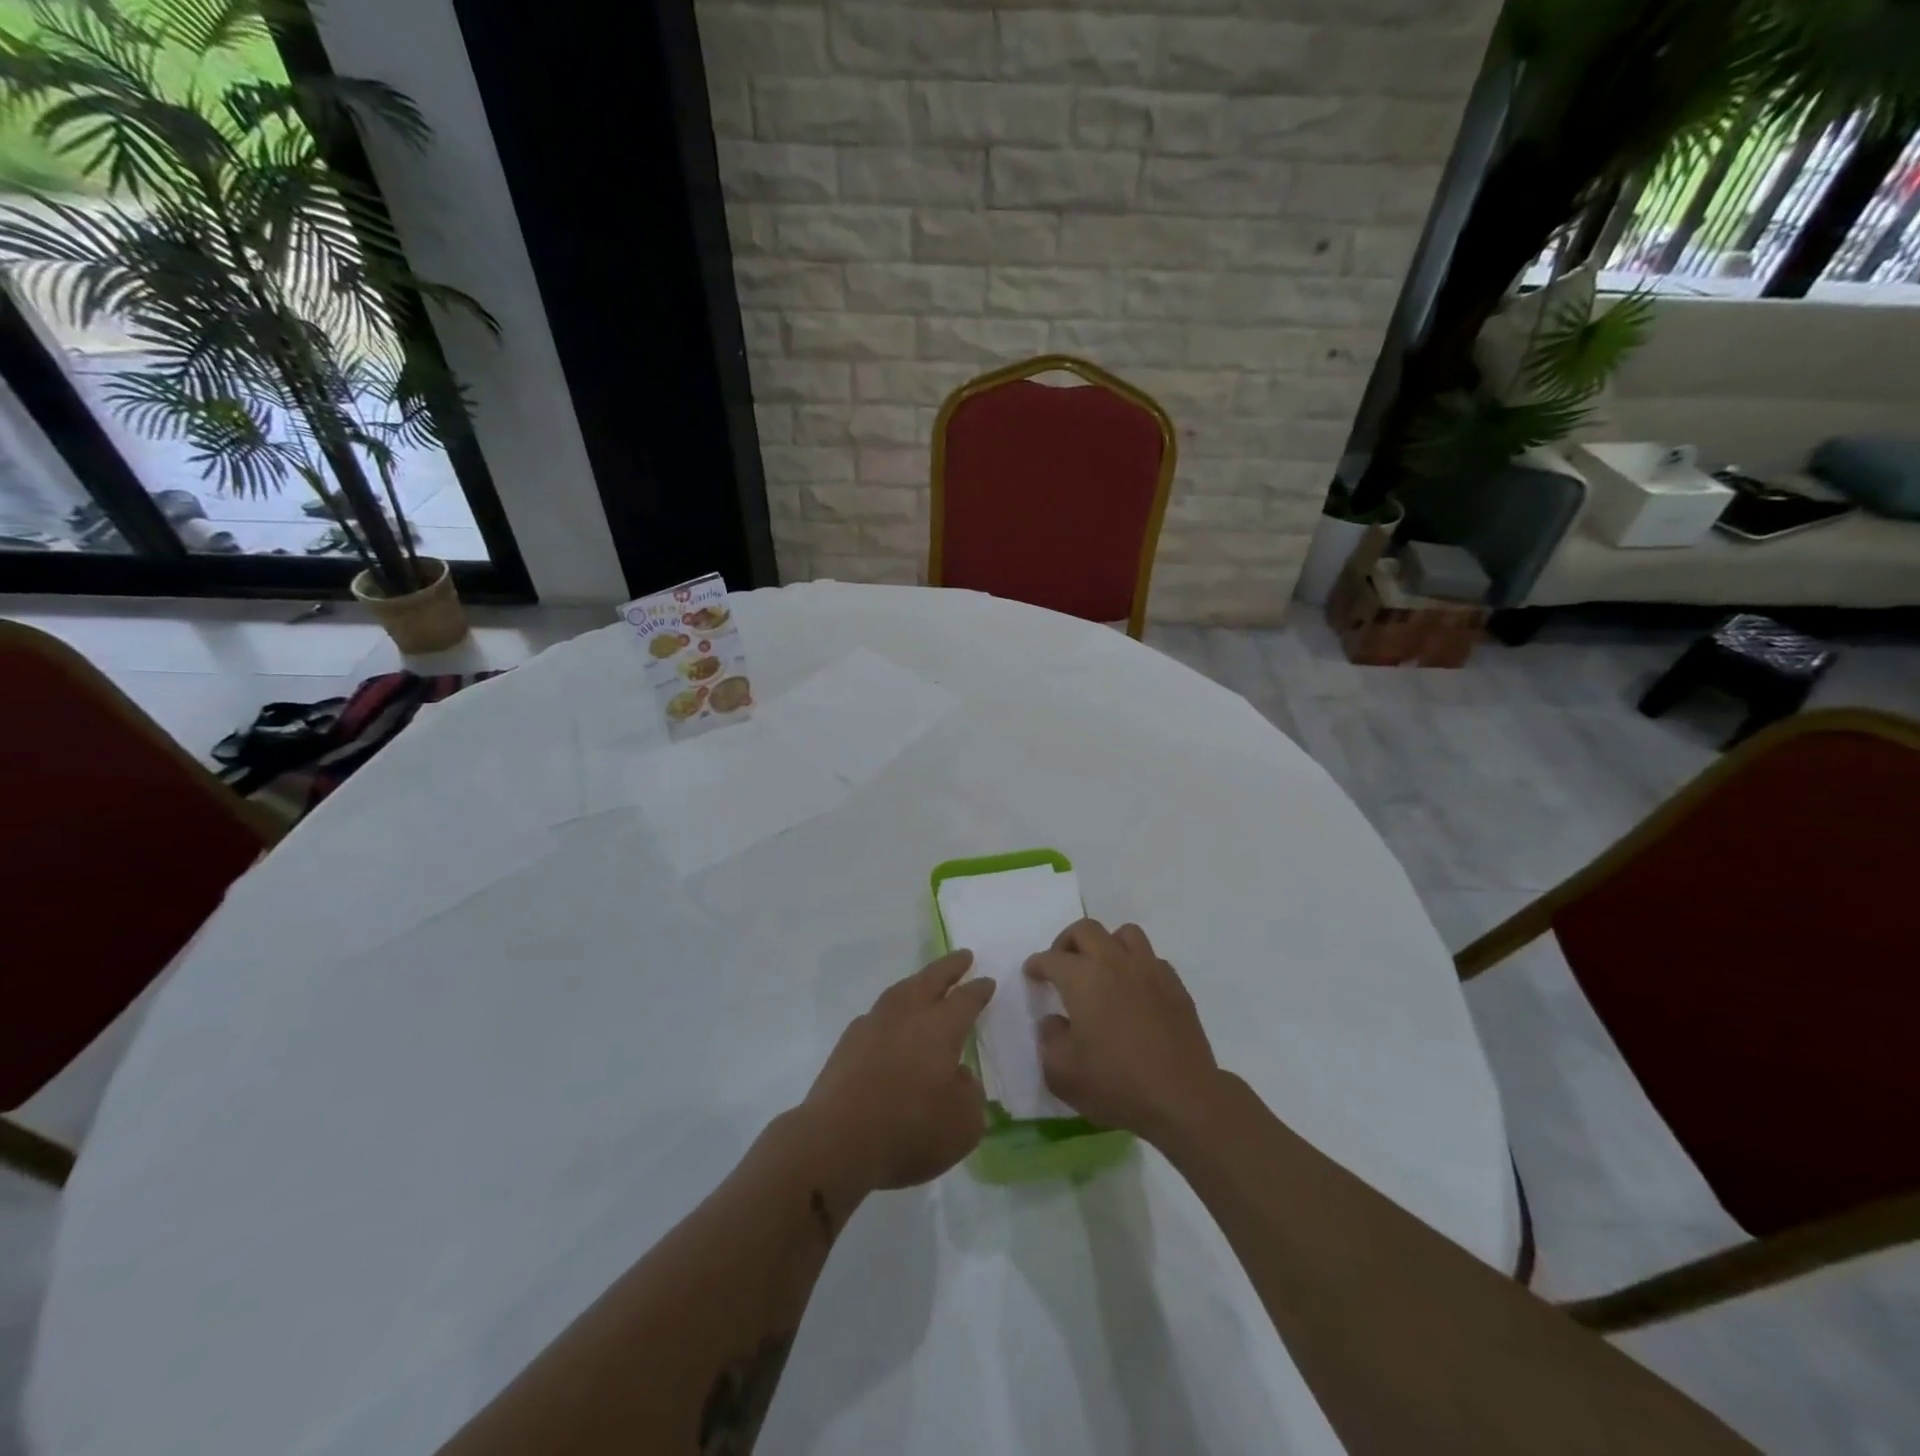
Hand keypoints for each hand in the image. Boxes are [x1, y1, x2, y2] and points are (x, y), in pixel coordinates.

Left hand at [802, 951, 994, 1193]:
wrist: (837, 1141)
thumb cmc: (909, 1131)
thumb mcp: (963, 1124)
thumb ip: (969, 1094)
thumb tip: (958, 1076)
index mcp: (941, 1027)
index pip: (966, 999)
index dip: (979, 990)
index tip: (987, 981)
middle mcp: (908, 1015)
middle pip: (932, 979)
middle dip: (950, 967)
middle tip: (963, 956)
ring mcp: (873, 1025)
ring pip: (900, 991)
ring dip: (917, 983)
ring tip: (926, 981)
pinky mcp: (848, 1043)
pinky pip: (877, 1015)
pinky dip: (890, 1012)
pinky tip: (891, 1022)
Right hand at [1025, 919, 1219, 1142]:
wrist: (1182, 1099)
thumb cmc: (1116, 1084)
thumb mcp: (1062, 1073)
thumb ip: (1049, 1039)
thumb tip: (1055, 1021)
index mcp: (1083, 978)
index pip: (1052, 958)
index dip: (1037, 964)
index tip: (1032, 974)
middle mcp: (1115, 962)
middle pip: (1086, 930)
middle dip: (1067, 942)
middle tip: (1062, 964)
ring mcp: (1150, 970)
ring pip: (1124, 934)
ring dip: (1106, 945)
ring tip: (1101, 970)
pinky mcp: (1176, 986)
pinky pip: (1151, 959)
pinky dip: (1136, 966)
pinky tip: (1134, 992)